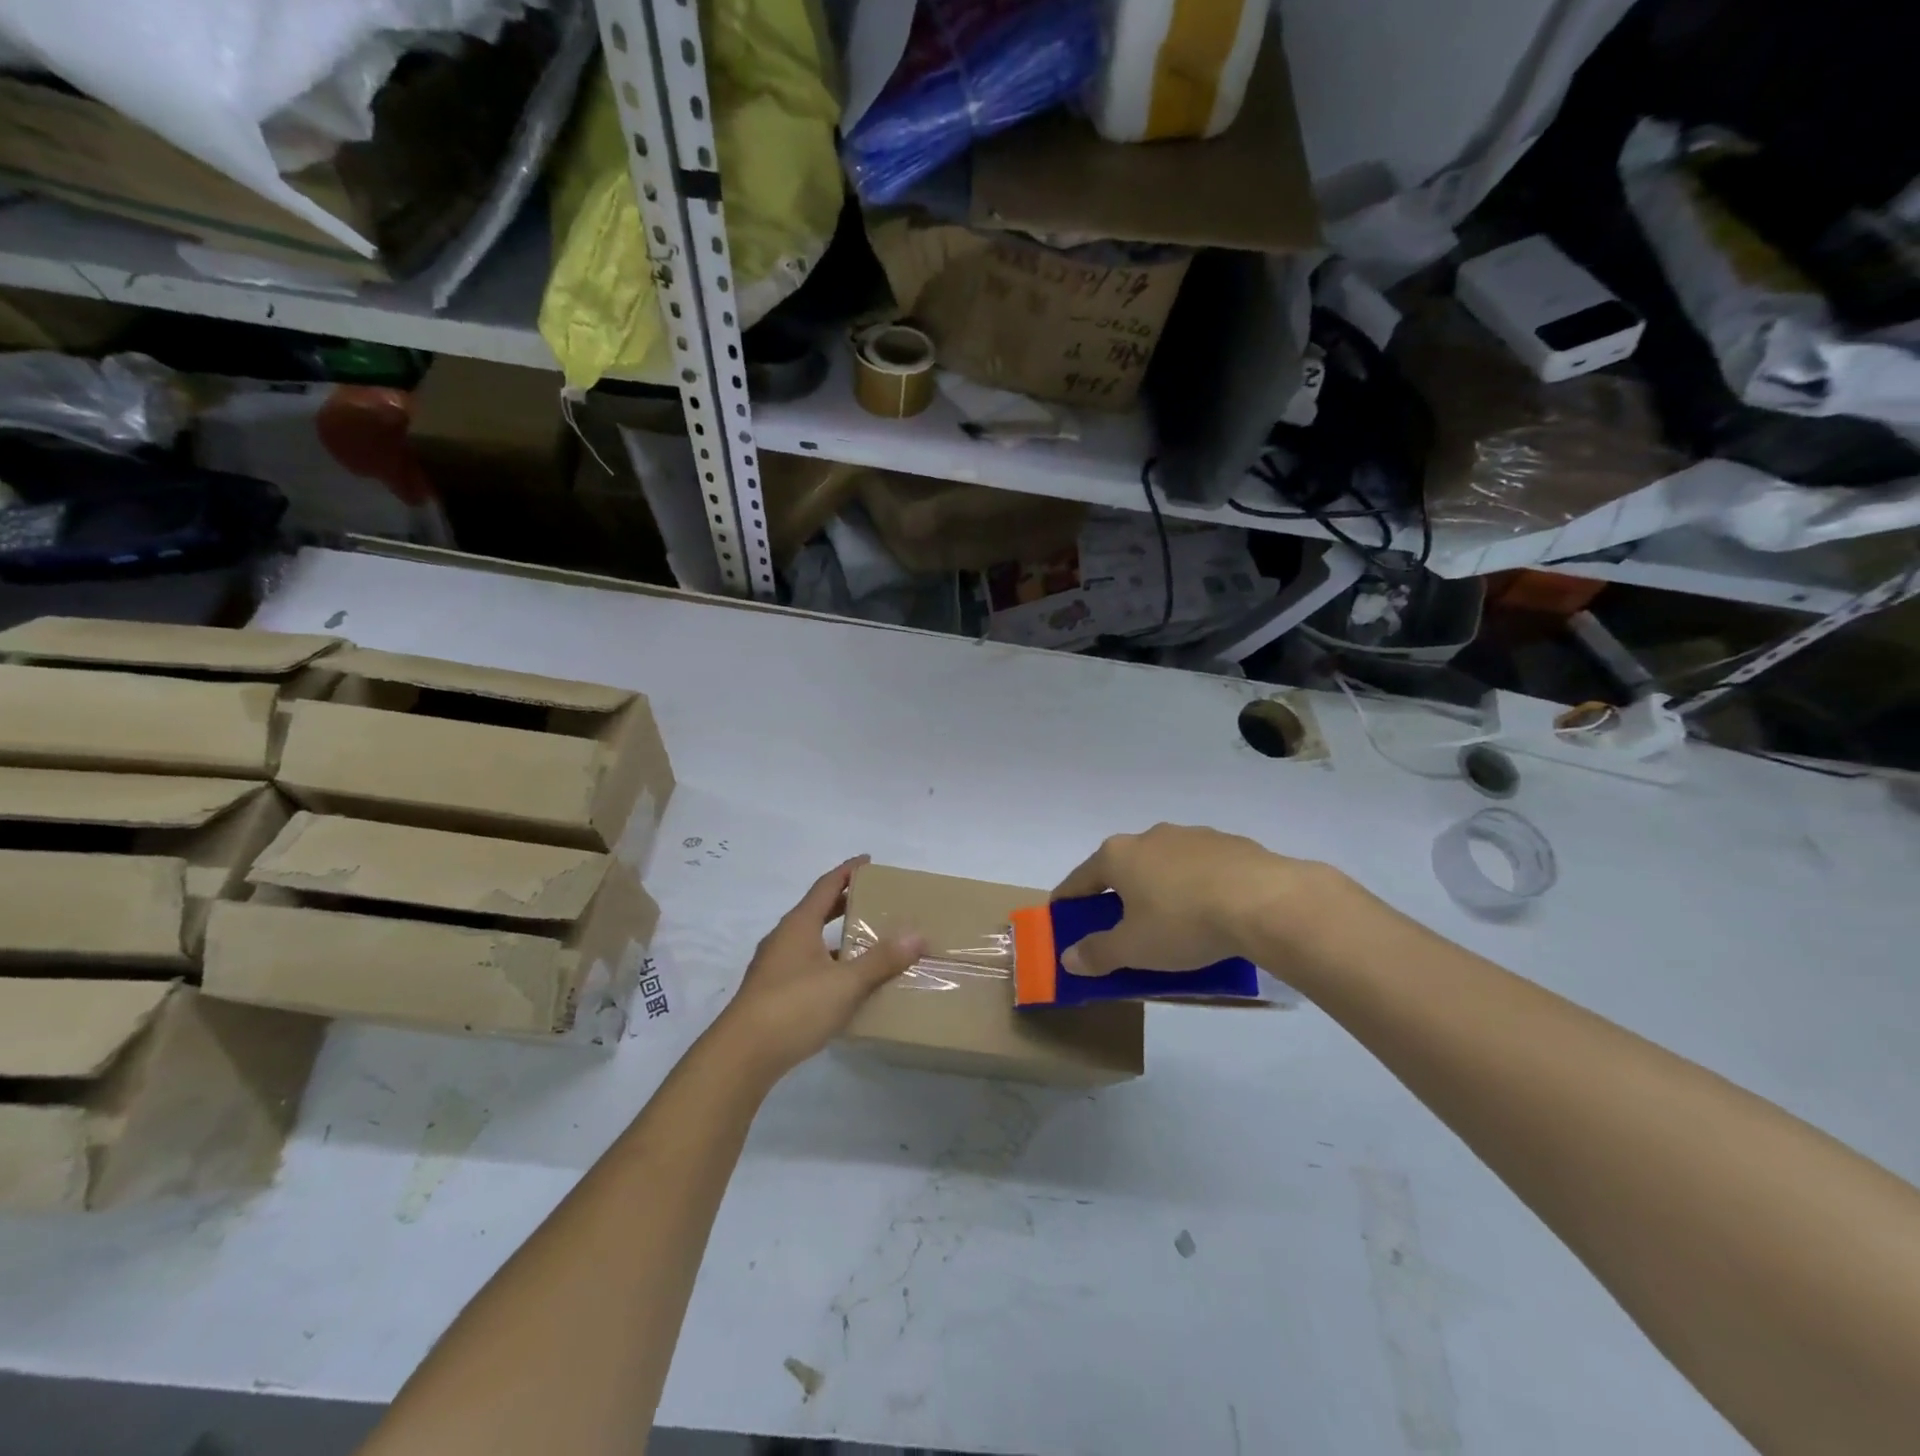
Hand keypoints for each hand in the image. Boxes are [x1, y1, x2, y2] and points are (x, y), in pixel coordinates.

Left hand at [715, 856, 924, 1080]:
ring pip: (811, 941)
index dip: (848, 871)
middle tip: (875, 900)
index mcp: (798, 925)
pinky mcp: (772, 993)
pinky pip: (807, 966)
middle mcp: (784, 939)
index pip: (826, 885)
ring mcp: (775, 967)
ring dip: (837, 937)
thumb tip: (917, 935)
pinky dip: (829, 964)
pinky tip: (847, 983)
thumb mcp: (845, 983)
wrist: (741, 1056)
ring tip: (868, 942)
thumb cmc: (794, 1007)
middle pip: (817, 910)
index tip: (868, 861)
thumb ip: (881, 960)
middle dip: (844, 903)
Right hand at [1051, 824, 1311, 975]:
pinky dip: (1195, 887)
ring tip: (1171, 922)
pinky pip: (1200, 868)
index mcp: (1118, 856)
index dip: (1068, 899)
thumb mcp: (1134, 949)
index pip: (1080, 878)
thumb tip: (1068, 957)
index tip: (1062, 916)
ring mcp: (1192, 836)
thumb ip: (1098, 953)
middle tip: (1121, 927)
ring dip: (1159, 889)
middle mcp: (1150, 836)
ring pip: (1163, 865)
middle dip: (1118, 895)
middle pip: (1122, 868)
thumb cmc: (1184, 923)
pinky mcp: (1229, 844)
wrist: (1265, 901)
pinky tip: (1210, 912)